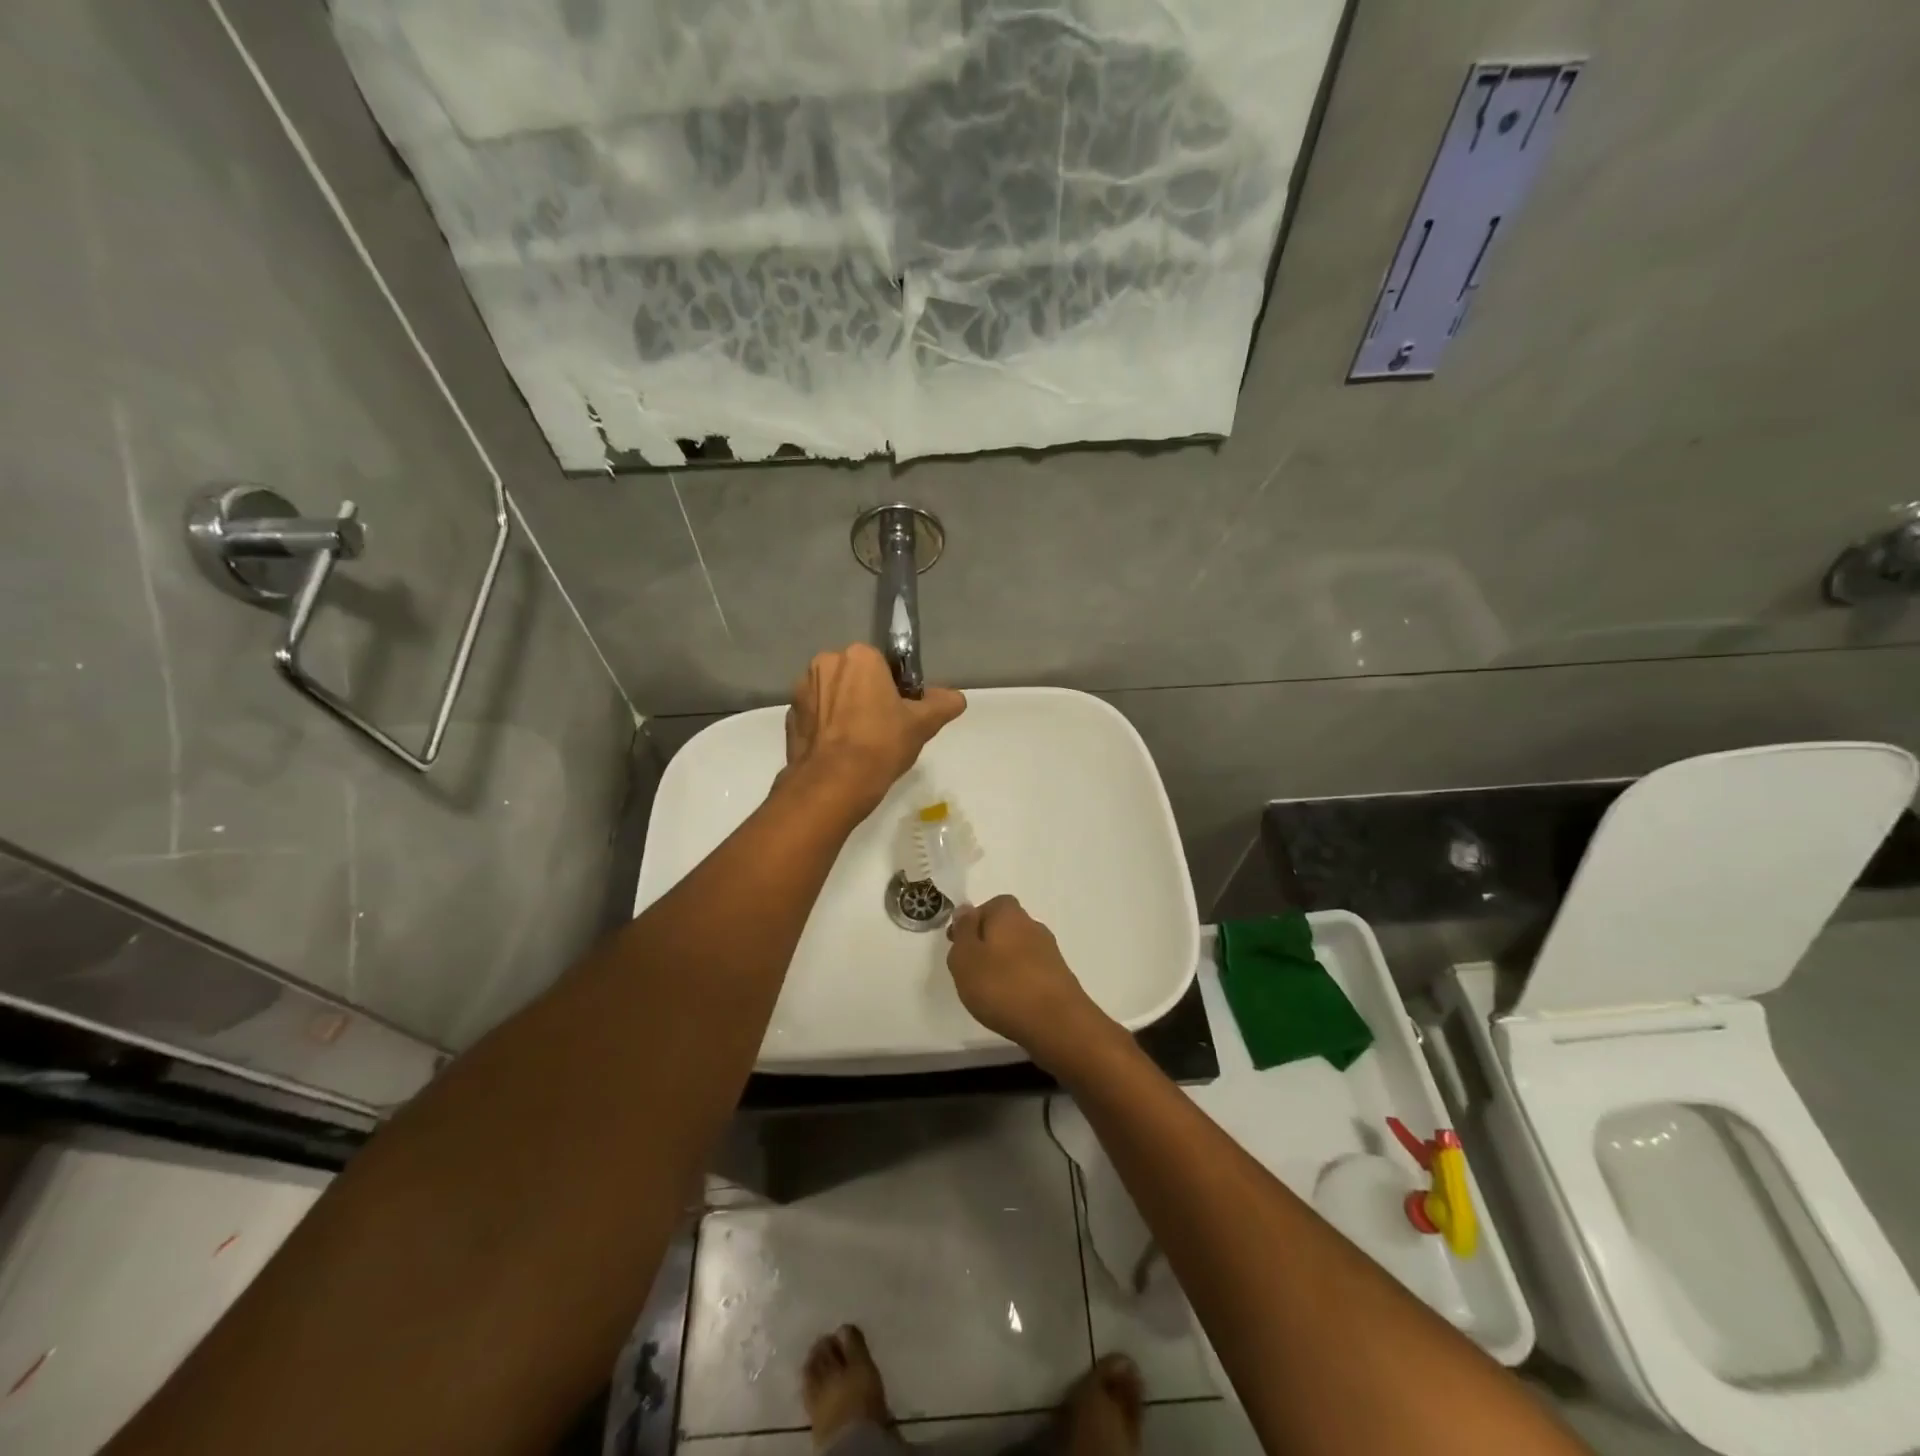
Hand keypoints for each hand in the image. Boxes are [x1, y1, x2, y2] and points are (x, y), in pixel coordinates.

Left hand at [782, 644, 965, 814]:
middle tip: (883, 730)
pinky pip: (815, 716)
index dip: (895, 689)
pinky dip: (826, 728)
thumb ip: (942, 705)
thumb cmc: (881, 745)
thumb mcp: (922, 725)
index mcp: (859, 656)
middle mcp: (825, 663)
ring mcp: (802, 690)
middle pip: (855, 677)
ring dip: (844, 711)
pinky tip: (839, 752)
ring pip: (833, 695)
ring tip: (859, 745)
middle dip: (866, 696)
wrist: (832, 785)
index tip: (901, 714)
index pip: (883, 665)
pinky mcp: (789, 717)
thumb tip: (957, 699)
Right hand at [946, 896, 1110, 1061]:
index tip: (959, 946)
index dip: (974, 922)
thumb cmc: (1002, 986)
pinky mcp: (1059, 978)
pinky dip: (1019, 981)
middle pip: (1006, 927)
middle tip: (971, 970)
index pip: (991, 905)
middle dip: (988, 944)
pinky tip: (1010, 1002)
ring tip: (988, 991)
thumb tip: (966, 910)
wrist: (1057, 1024)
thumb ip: (963, 931)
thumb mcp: (966, 957)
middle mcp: (1032, 926)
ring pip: (1019, 950)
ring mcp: (1050, 952)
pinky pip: (1031, 971)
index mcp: (1009, 914)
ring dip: (1004, 964)